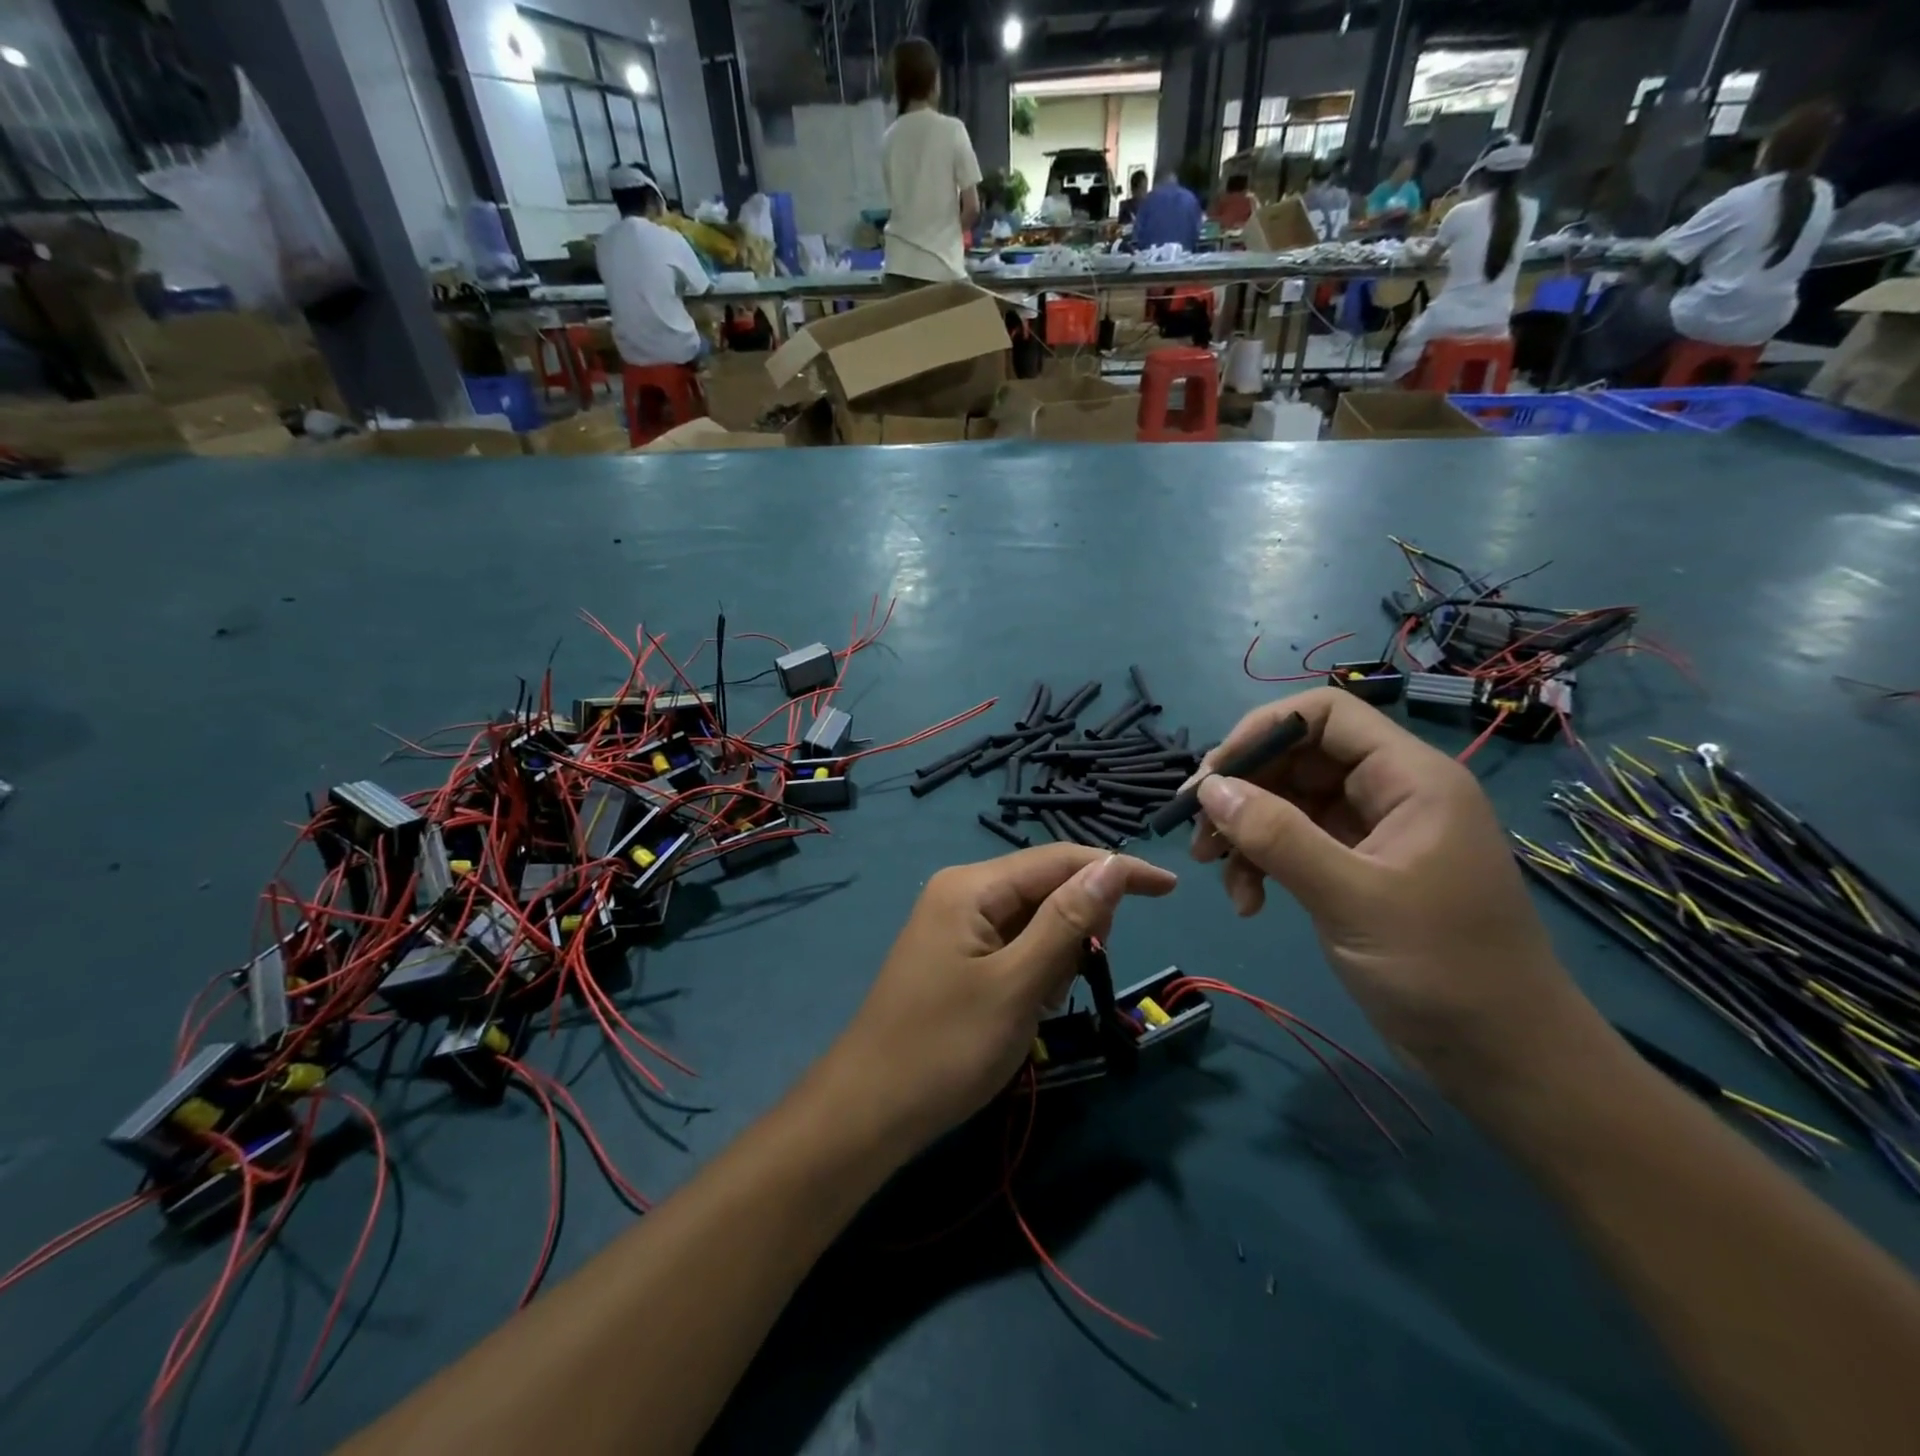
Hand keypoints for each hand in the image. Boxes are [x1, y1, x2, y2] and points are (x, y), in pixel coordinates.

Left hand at [825, 846, 1176, 1153]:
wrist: (870, 1109)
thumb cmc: (946, 1047)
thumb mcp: (1018, 985)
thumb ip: (1067, 921)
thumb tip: (1114, 865)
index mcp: (972, 886)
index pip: (1060, 859)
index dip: (1117, 869)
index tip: (1170, 890)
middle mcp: (963, 892)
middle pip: (1045, 887)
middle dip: (1077, 925)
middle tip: (1077, 976)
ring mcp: (956, 924)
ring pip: (1033, 920)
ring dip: (1055, 955)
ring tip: (1039, 1004)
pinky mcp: (956, 955)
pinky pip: (1012, 945)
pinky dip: (1033, 971)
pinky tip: (1022, 1008)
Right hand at [1189, 688, 1600, 1100]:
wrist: (1504, 1059)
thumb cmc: (1442, 969)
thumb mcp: (1350, 898)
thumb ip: (1276, 836)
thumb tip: (1208, 788)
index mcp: (1409, 778)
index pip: (1324, 714)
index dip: (1262, 731)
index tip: (1214, 776)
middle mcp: (1389, 793)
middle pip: (1297, 758)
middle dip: (1243, 790)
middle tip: (1199, 832)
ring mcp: (1371, 833)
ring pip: (1288, 803)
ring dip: (1245, 832)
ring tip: (1215, 872)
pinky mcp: (1357, 870)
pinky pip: (1295, 844)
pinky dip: (1263, 864)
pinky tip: (1249, 903)